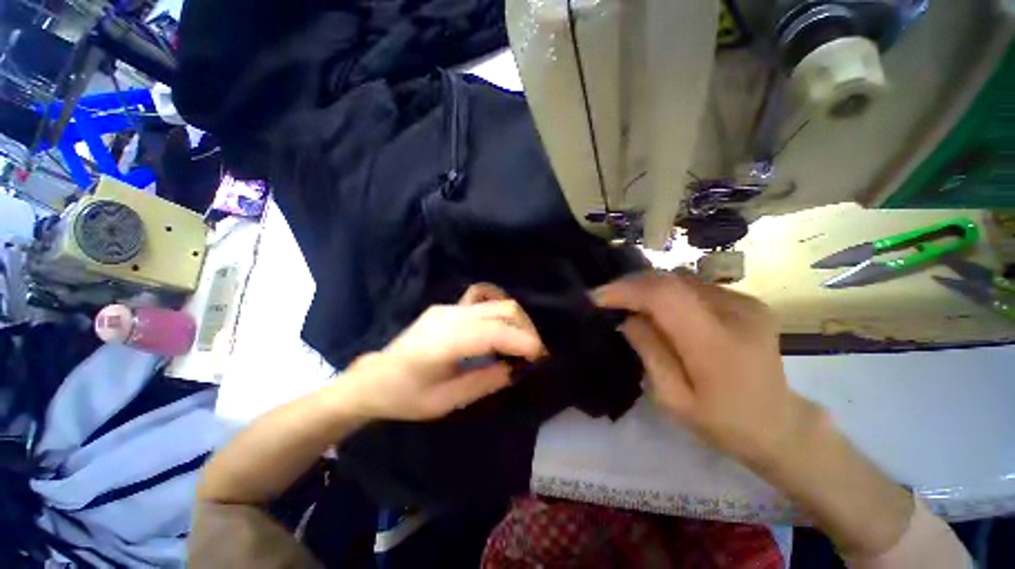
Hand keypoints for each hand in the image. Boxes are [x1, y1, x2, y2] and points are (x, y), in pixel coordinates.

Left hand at [336, 284, 544, 420]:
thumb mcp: (446, 401)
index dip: (523, 341)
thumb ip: (485, 382)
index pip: (495, 332)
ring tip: (520, 343)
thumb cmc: (406, 397)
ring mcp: (448, 307)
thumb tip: (515, 368)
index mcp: (445, 342)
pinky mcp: (447, 306)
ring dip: (516, 320)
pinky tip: (500, 328)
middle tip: (533, 353)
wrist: (373, 378)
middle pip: (502, 309)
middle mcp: (450, 316)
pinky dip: (499, 312)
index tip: (540, 357)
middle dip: (526, 329)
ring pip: (496, 302)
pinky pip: (482, 300)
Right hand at [593, 271, 812, 464]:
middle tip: (605, 297)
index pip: (665, 297)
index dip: (626, 290)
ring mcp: (745, 302)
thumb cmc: (723, 423)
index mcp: (718, 344)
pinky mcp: (746, 301)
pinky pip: (693, 286)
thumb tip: (627, 318)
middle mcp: (736, 312)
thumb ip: (649, 351)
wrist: (780, 425)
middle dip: (631, 285)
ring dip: (647, 286)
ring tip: (624, 300)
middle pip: (671, 281)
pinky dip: (666, 291)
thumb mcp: (673, 399)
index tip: (596, 297)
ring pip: (680, 280)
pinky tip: (655, 306)